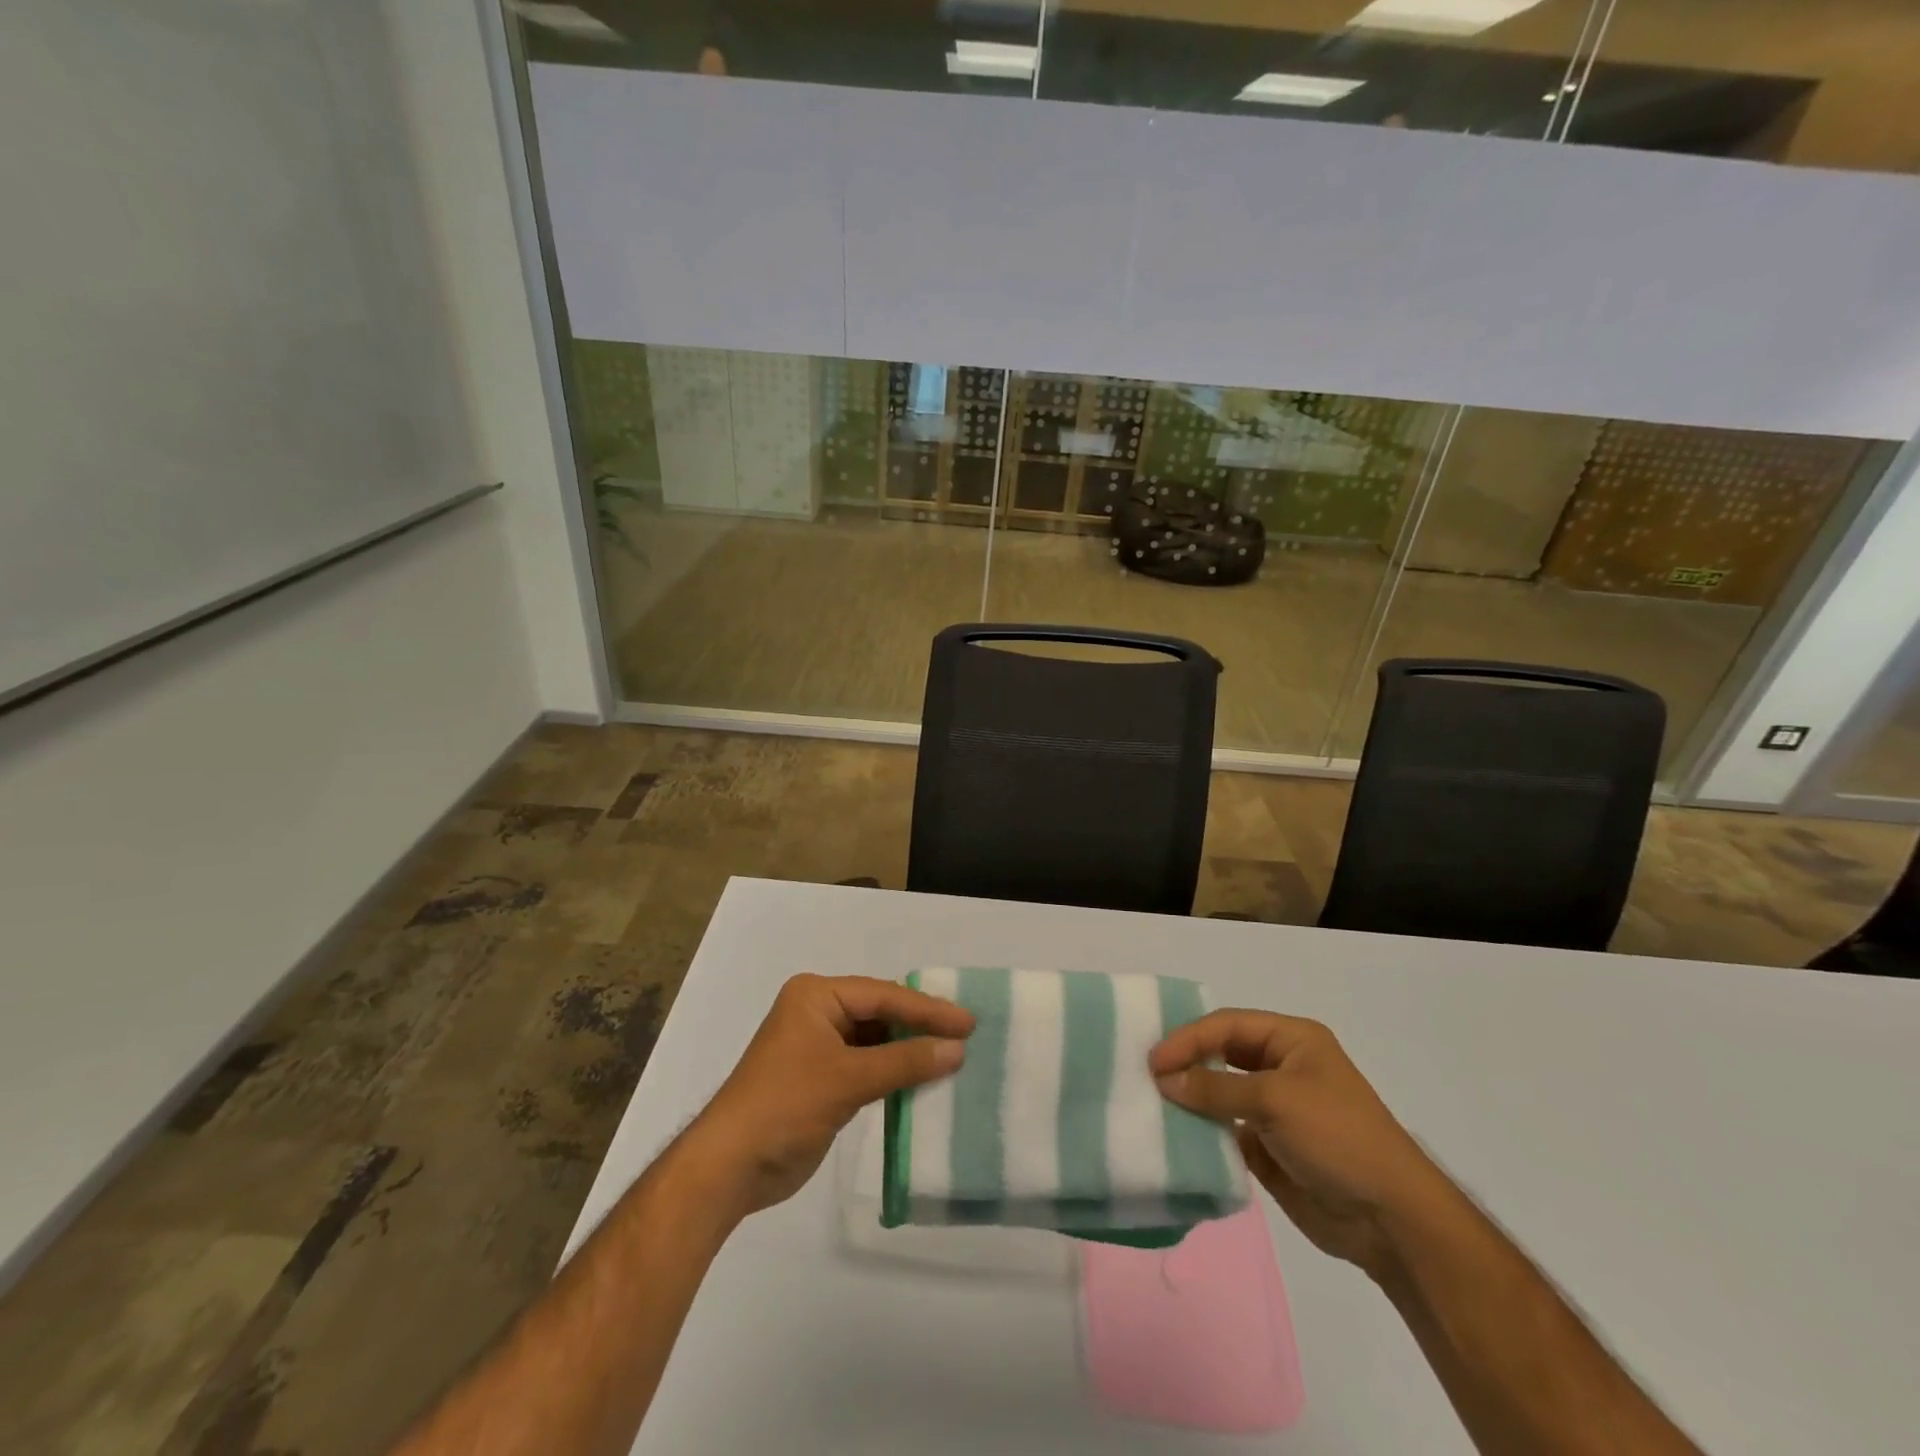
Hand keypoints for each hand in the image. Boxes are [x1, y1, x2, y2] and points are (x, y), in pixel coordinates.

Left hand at [683, 974, 972, 1220]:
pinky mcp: (822, 1079)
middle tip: (966, 1035)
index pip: (883, 995)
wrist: (730, 1168)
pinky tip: (924, 1080)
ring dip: (909, 1051)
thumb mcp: (848, 1079)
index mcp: (817, 995)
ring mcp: (819, 1047)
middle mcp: (818, 1012)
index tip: (968, 1022)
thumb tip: (958, 1049)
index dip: (927, 1009)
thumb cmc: (785, 1106)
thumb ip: (905, 1061)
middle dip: (920, 1026)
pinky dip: (894, 1073)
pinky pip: (868, 1066)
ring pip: (876, 1041)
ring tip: (953, 1056)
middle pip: (881, 1013)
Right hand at [1150, 1010, 1452, 1277]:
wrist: (1390, 1221)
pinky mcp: (1268, 1147)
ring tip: (1152, 1102)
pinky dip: (1201, 1131)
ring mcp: (1274, 1108)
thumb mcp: (1276, 1100)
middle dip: (1186, 1061)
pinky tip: (1175, 1135)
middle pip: (1221, 1053)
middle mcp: (1281, 1067)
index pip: (1227, 1025)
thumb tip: (1164, 1078)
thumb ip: (1216, 1087)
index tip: (1154, 1060)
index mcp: (1292, 1040)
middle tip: (1146, 1075)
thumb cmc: (1338, 1138)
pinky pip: (1224, 1130)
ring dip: (1190, 1097)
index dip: (1189, 1038)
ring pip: (1220, 1091)